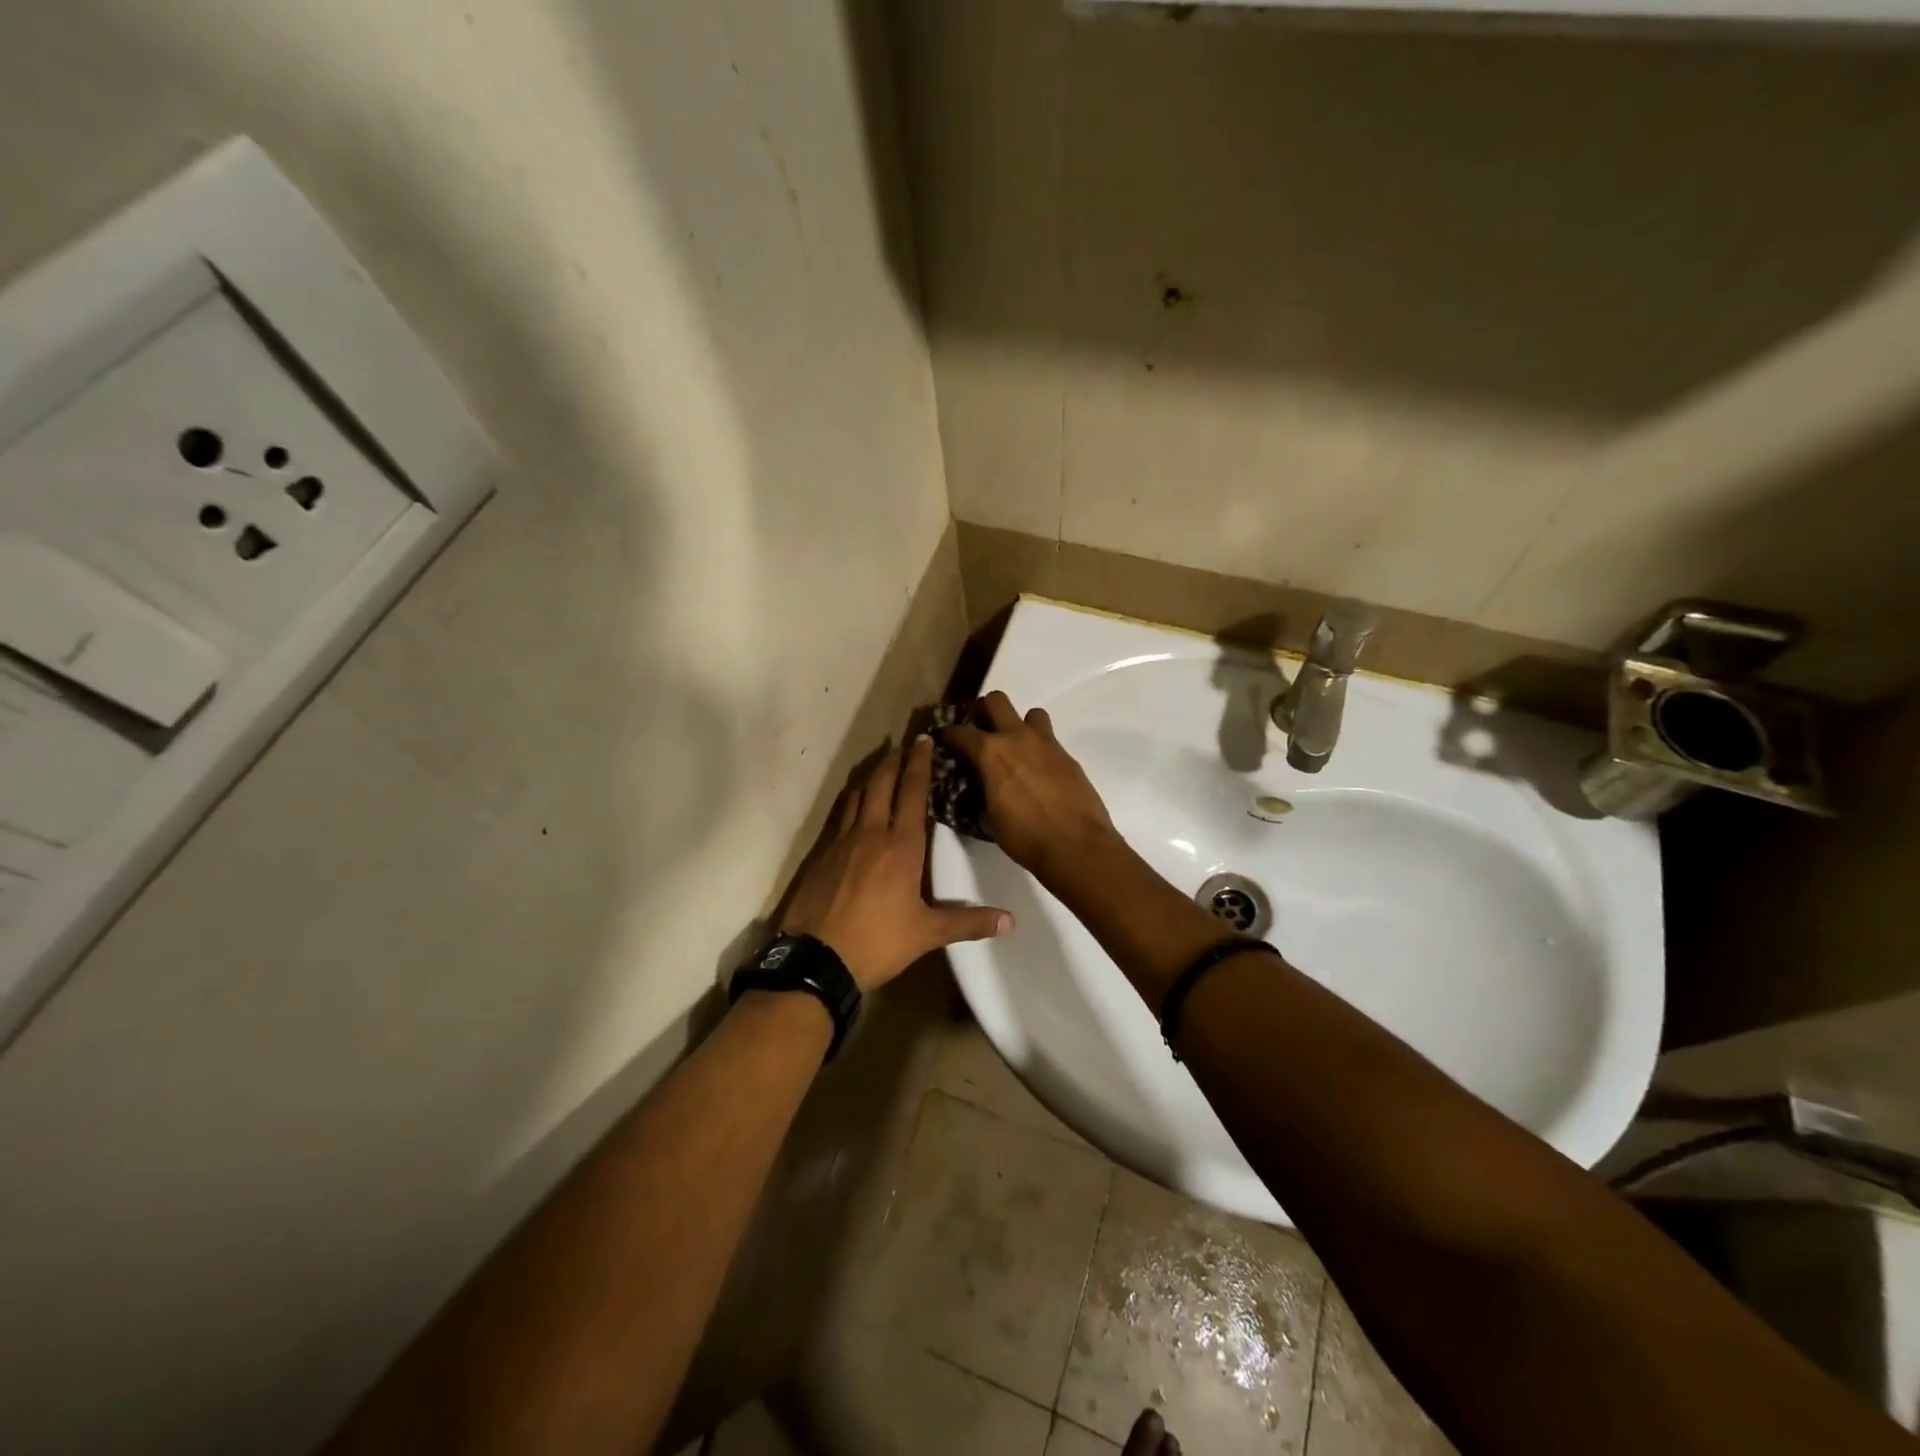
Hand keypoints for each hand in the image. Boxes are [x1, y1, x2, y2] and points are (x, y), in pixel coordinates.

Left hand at [779, 736, 1012, 990]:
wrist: (816, 958)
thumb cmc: (878, 942)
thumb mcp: (927, 934)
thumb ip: (968, 923)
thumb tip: (1010, 921)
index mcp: (900, 846)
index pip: (912, 793)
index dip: (919, 764)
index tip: (924, 740)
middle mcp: (870, 833)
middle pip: (881, 784)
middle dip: (894, 761)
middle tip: (905, 744)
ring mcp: (841, 841)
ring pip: (857, 796)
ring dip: (872, 777)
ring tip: (882, 767)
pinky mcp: (821, 854)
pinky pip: (840, 816)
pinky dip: (852, 801)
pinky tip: (855, 807)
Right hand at [943, 691, 1114, 880]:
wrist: (1076, 845)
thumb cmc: (1025, 836)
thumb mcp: (989, 819)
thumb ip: (980, 795)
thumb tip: (979, 791)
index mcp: (990, 753)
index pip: (960, 732)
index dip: (948, 734)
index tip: (945, 740)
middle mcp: (1017, 738)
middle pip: (997, 701)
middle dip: (985, 711)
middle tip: (982, 730)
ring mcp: (1046, 744)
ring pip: (1030, 713)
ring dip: (1020, 725)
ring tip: (1017, 747)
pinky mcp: (1067, 756)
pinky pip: (1049, 740)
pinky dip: (1039, 749)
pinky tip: (1039, 772)